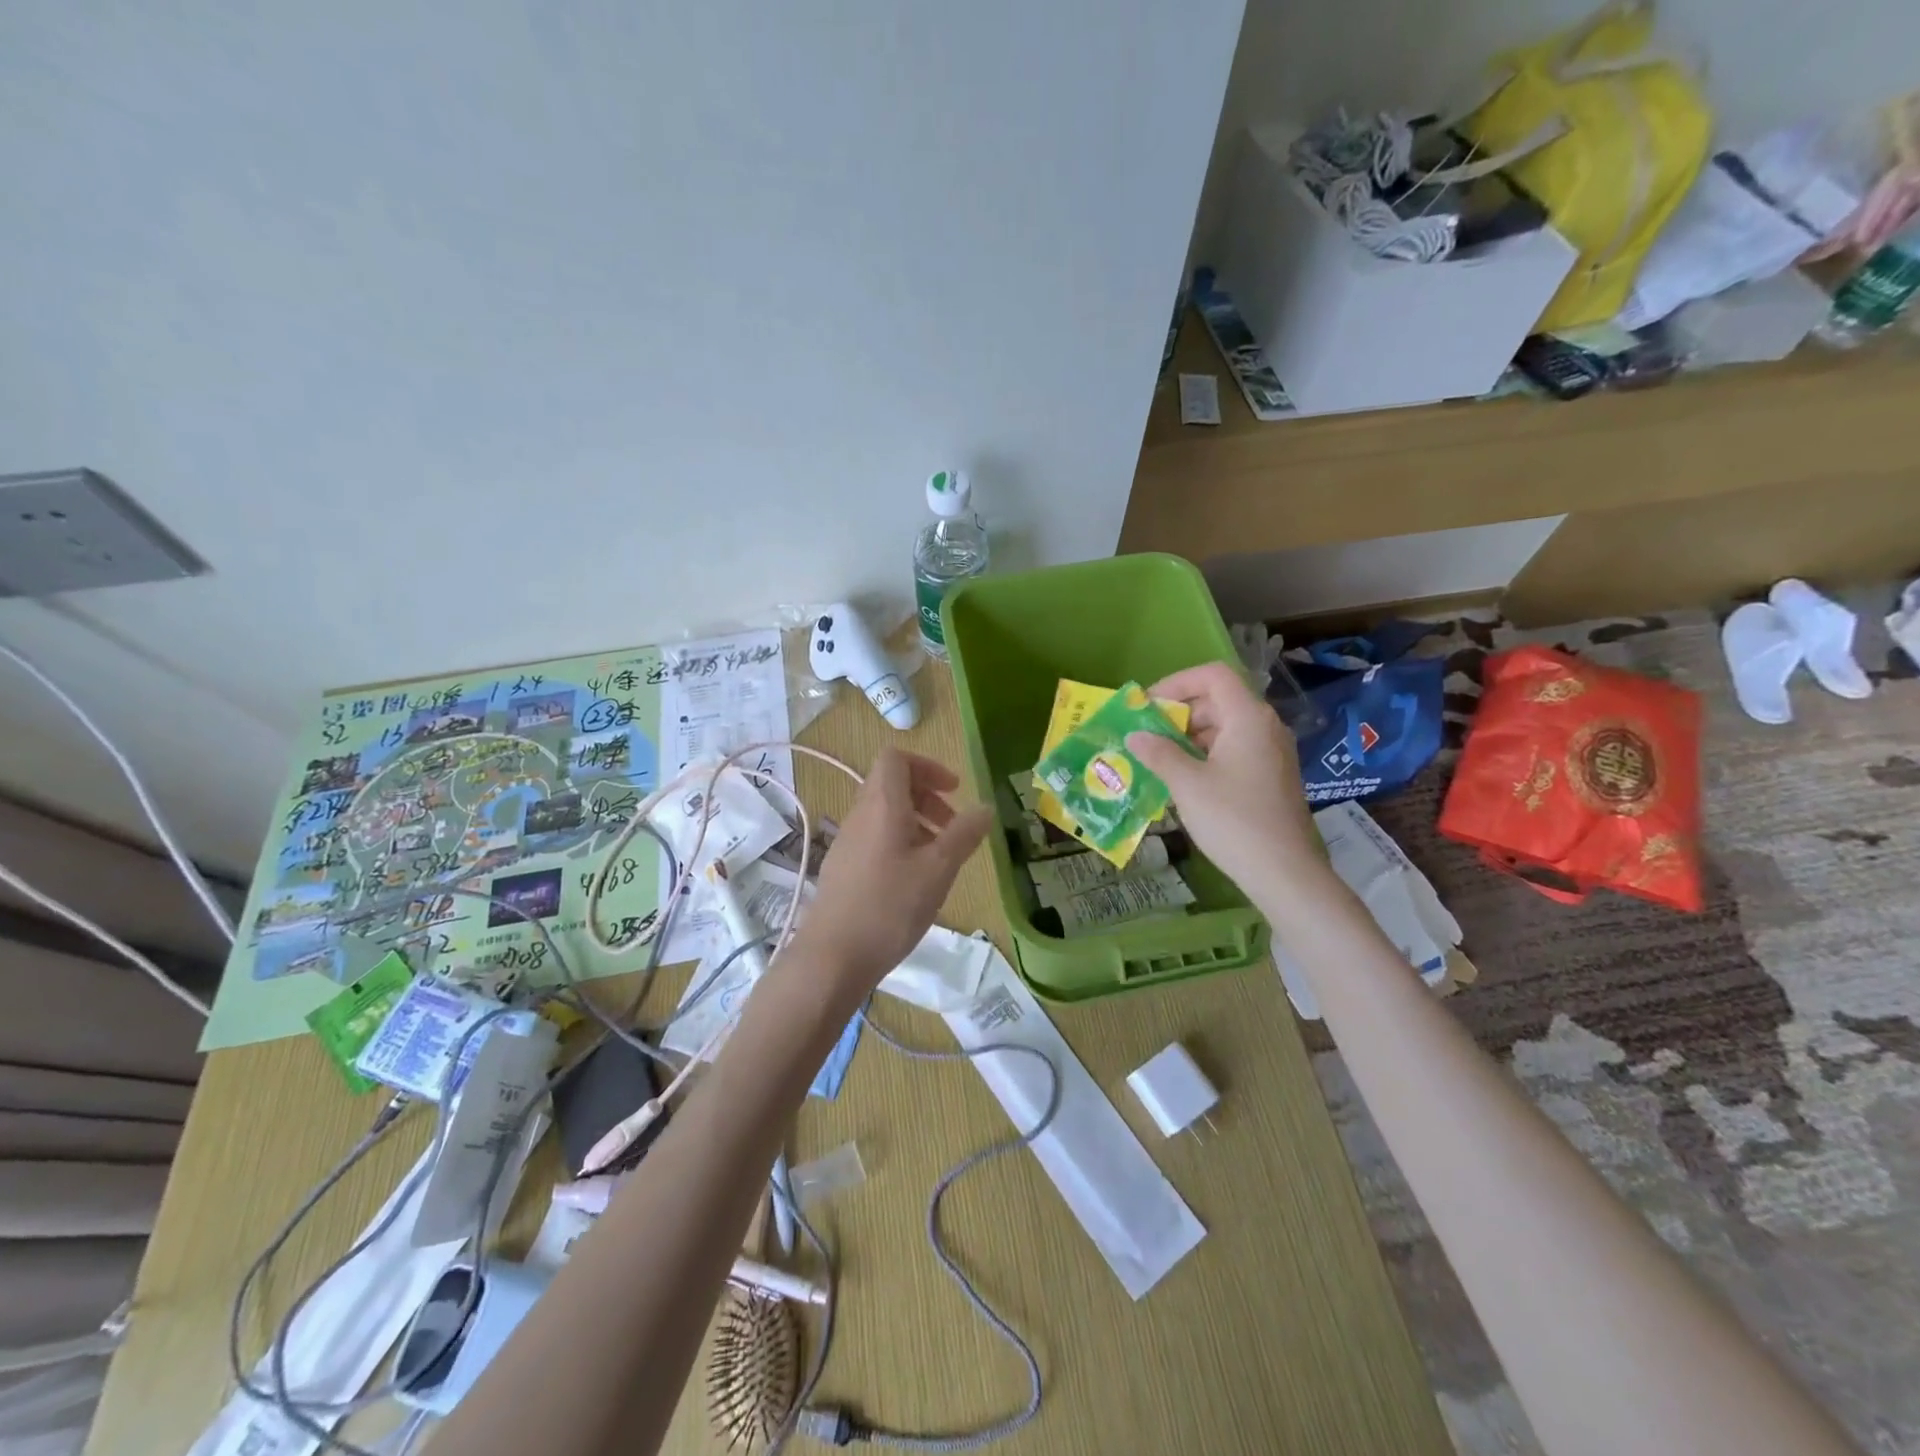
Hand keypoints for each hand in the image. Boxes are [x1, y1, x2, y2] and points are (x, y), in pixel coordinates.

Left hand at [789, 748, 991, 996]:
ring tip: (940, 856)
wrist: (832, 957)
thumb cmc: (890, 907)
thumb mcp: (938, 869)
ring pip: (884, 814)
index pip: (896, 758)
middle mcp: (859, 815)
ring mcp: (847, 842)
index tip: (954, 791)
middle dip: (928, 797)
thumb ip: (964, 834)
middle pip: (892, 785)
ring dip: (917, 822)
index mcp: (881, 805)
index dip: (927, 766)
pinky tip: (915, 880)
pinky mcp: (842, 868)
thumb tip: (985, 807)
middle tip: (954, 825)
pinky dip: (900, 843)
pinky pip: (875, 838)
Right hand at [1125, 663, 1323, 898]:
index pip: (1213, 675)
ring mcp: (1271, 752)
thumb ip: (1159, 753)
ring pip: (1225, 727)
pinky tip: (1183, 779)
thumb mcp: (1187, 784)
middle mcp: (1265, 726)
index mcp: (1248, 718)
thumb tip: (1134, 736)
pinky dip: (1206, 754)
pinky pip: (1234, 750)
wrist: (1285, 872)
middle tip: (1146, 735)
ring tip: (1157, 758)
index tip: (1147, 705)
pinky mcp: (1271, 776)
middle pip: (1218, 699)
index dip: (1176, 682)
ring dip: (1189, 736)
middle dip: (1179, 712)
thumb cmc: (1234, 820)